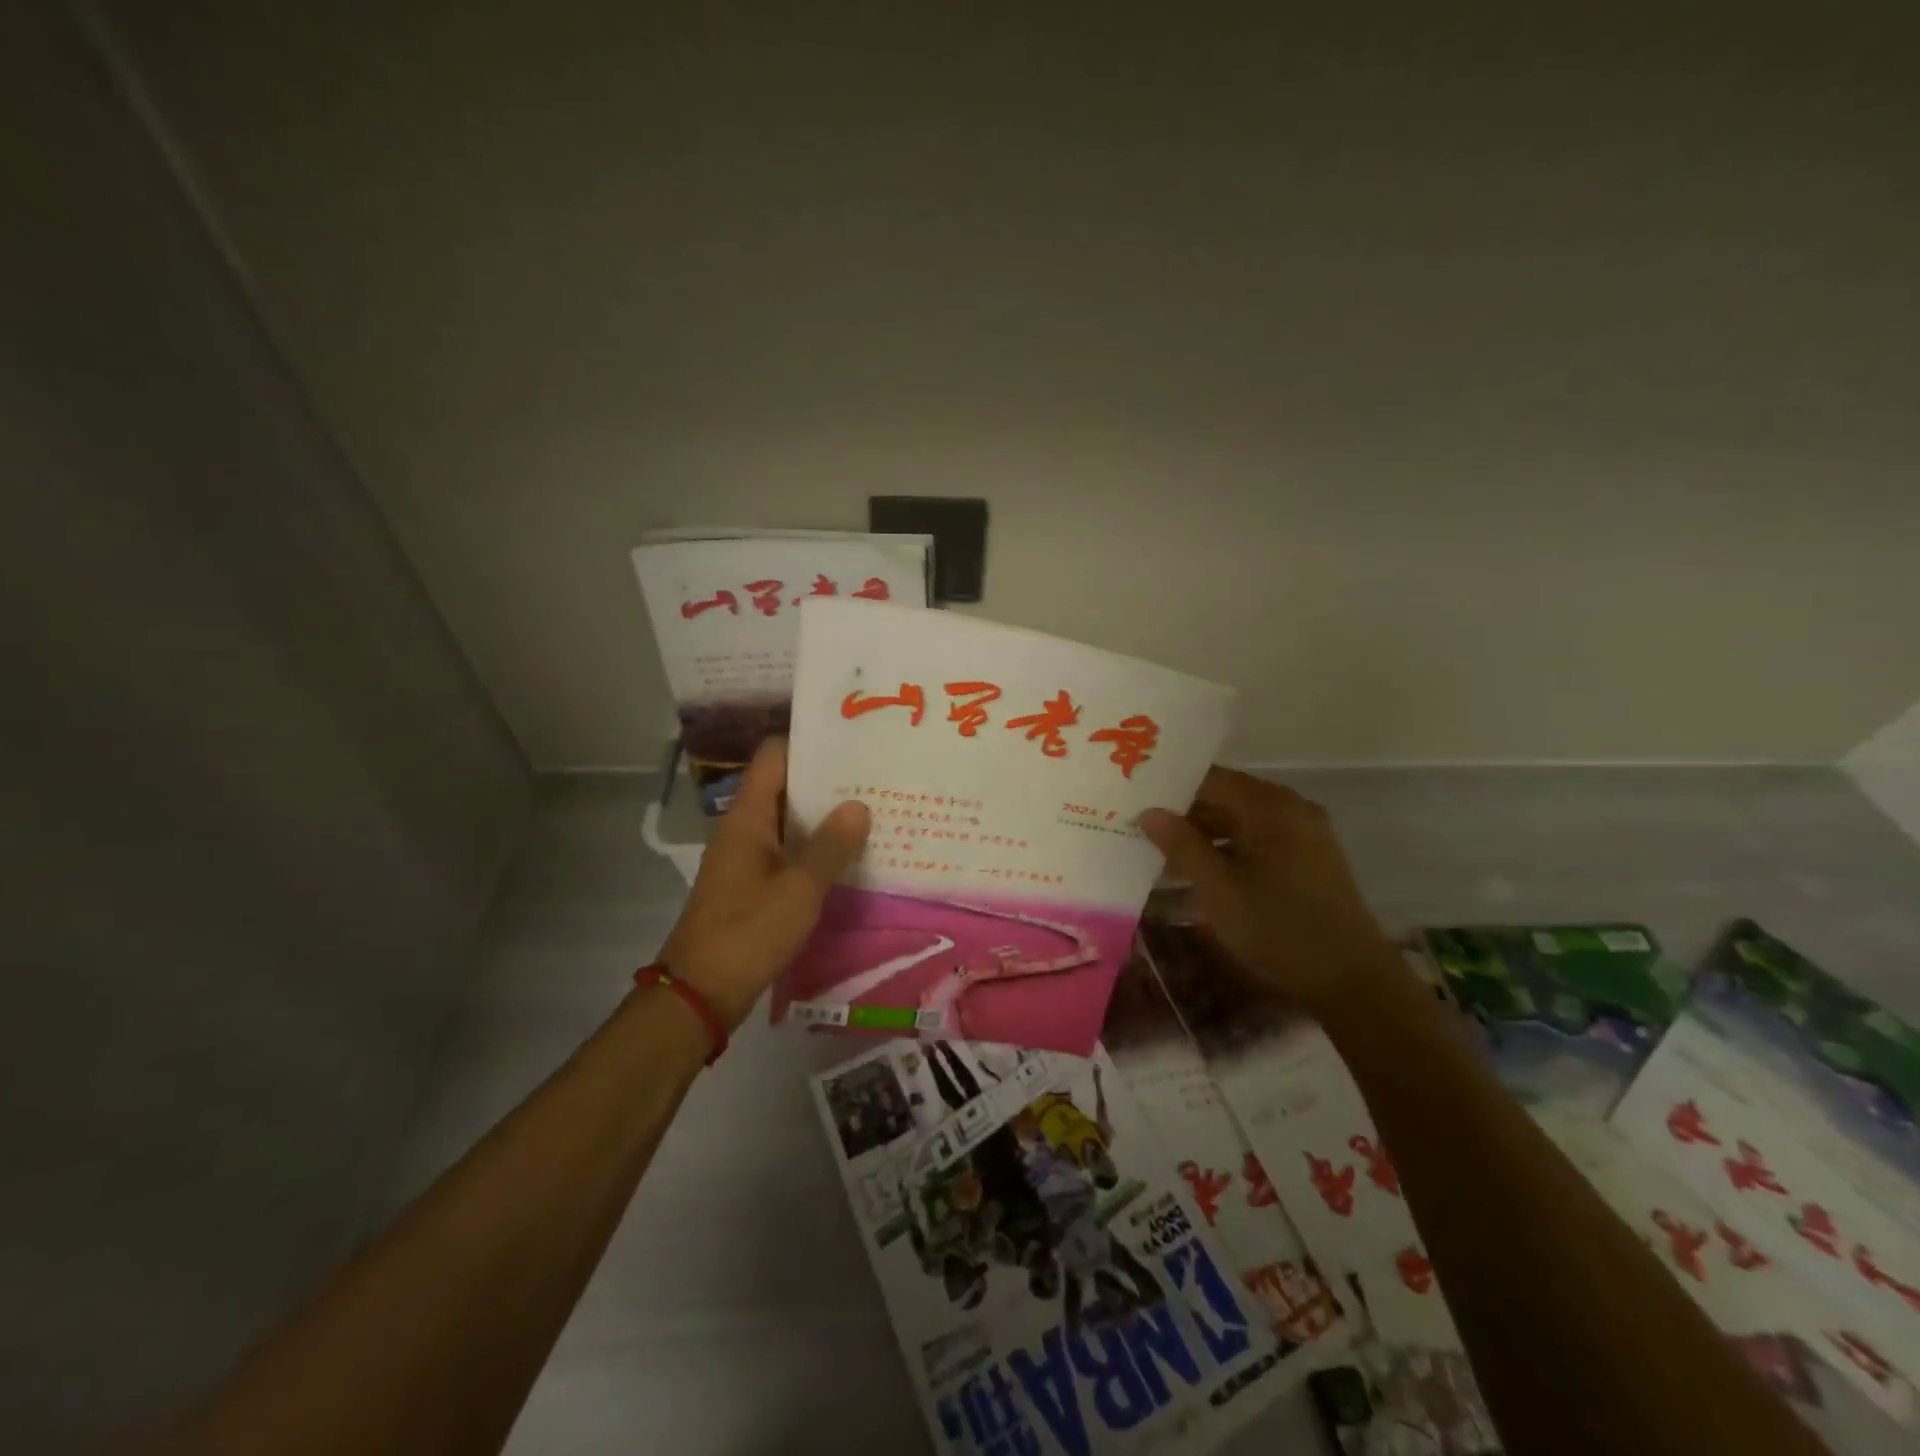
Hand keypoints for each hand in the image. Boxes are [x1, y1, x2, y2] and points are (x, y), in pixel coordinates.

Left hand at [658, 738, 869, 1028]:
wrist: (702, 992)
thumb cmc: (749, 931)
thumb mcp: (800, 888)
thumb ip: (831, 845)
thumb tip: (859, 805)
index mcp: (747, 816)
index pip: (774, 756)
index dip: (809, 742)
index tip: (851, 740)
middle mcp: (744, 828)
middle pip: (785, 786)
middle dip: (827, 780)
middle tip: (875, 775)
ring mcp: (746, 857)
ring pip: (789, 821)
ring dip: (824, 816)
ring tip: (872, 809)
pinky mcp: (752, 884)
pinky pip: (788, 851)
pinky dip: (815, 847)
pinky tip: (849, 854)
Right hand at [1139, 767, 1395, 1010]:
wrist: (1353, 981)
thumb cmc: (1279, 930)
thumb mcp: (1218, 890)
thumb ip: (1181, 846)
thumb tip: (1148, 812)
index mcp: (1270, 807)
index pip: (1209, 779)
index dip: (1170, 790)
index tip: (1134, 802)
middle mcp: (1290, 809)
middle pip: (1225, 798)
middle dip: (1183, 814)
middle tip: (1140, 829)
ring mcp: (1304, 833)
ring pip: (1240, 821)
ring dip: (1203, 835)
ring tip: (1161, 855)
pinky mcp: (1309, 858)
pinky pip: (1258, 839)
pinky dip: (1228, 850)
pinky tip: (1200, 873)